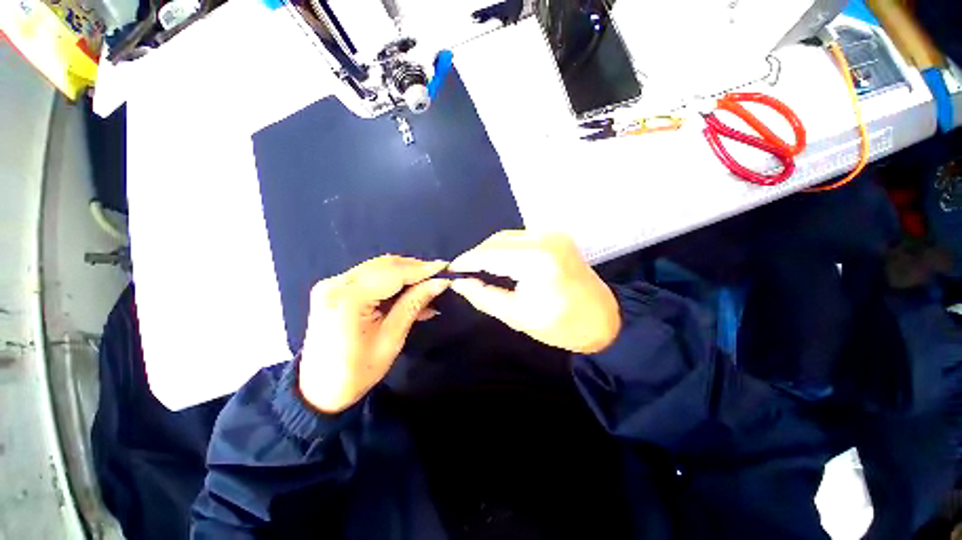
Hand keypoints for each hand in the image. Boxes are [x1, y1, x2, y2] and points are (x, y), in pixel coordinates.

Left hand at [299, 256, 449, 412]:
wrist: (319, 390)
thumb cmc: (357, 371)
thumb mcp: (392, 338)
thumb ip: (414, 304)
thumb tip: (440, 283)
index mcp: (349, 298)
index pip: (393, 273)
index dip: (422, 270)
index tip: (446, 268)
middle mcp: (337, 283)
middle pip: (385, 265)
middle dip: (415, 269)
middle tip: (439, 275)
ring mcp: (333, 284)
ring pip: (379, 268)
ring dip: (405, 274)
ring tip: (429, 283)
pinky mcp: (335, 289)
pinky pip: (371, 277)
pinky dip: (392, 282)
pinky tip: (411, 292)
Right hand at [448, 231, 620, 353]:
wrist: (604, 320)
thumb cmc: (562, 326)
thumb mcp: (517, 316)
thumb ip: (484, 296)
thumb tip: (459, 283)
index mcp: (536, 261)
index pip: (490, 254)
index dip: (467, 260)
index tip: (451, 270)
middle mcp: (545, 239)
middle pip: (497, 240)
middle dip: (477, 254)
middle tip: (464, 272)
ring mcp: (553, 235)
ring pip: (507, 236)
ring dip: (490, 250)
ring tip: (478, 268)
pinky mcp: (556, 237)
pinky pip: (521, 237)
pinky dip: (505, 248)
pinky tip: (500, 262)